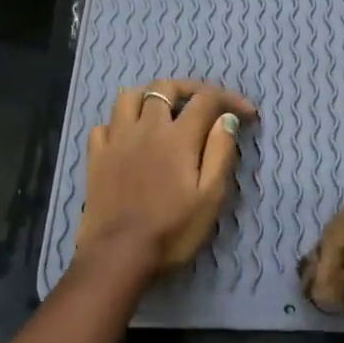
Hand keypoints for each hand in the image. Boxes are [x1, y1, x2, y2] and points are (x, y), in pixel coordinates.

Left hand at [74, 79, 258, 272]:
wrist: (118, 254)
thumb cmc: (171, 230)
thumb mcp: (210, 197)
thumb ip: (220, 153)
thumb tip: (226, 119)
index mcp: (177, 137)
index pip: (207, 100)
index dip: (230, 99)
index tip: (248, 114)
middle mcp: (145, 128)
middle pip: (166, 87)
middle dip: (191, 89)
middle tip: (207, 105)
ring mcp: (116, 139)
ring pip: (129, 96)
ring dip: (149, 96)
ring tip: (163, 111)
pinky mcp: (96, 156)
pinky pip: (104, 124)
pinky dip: (119, 124)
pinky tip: (128, 137)